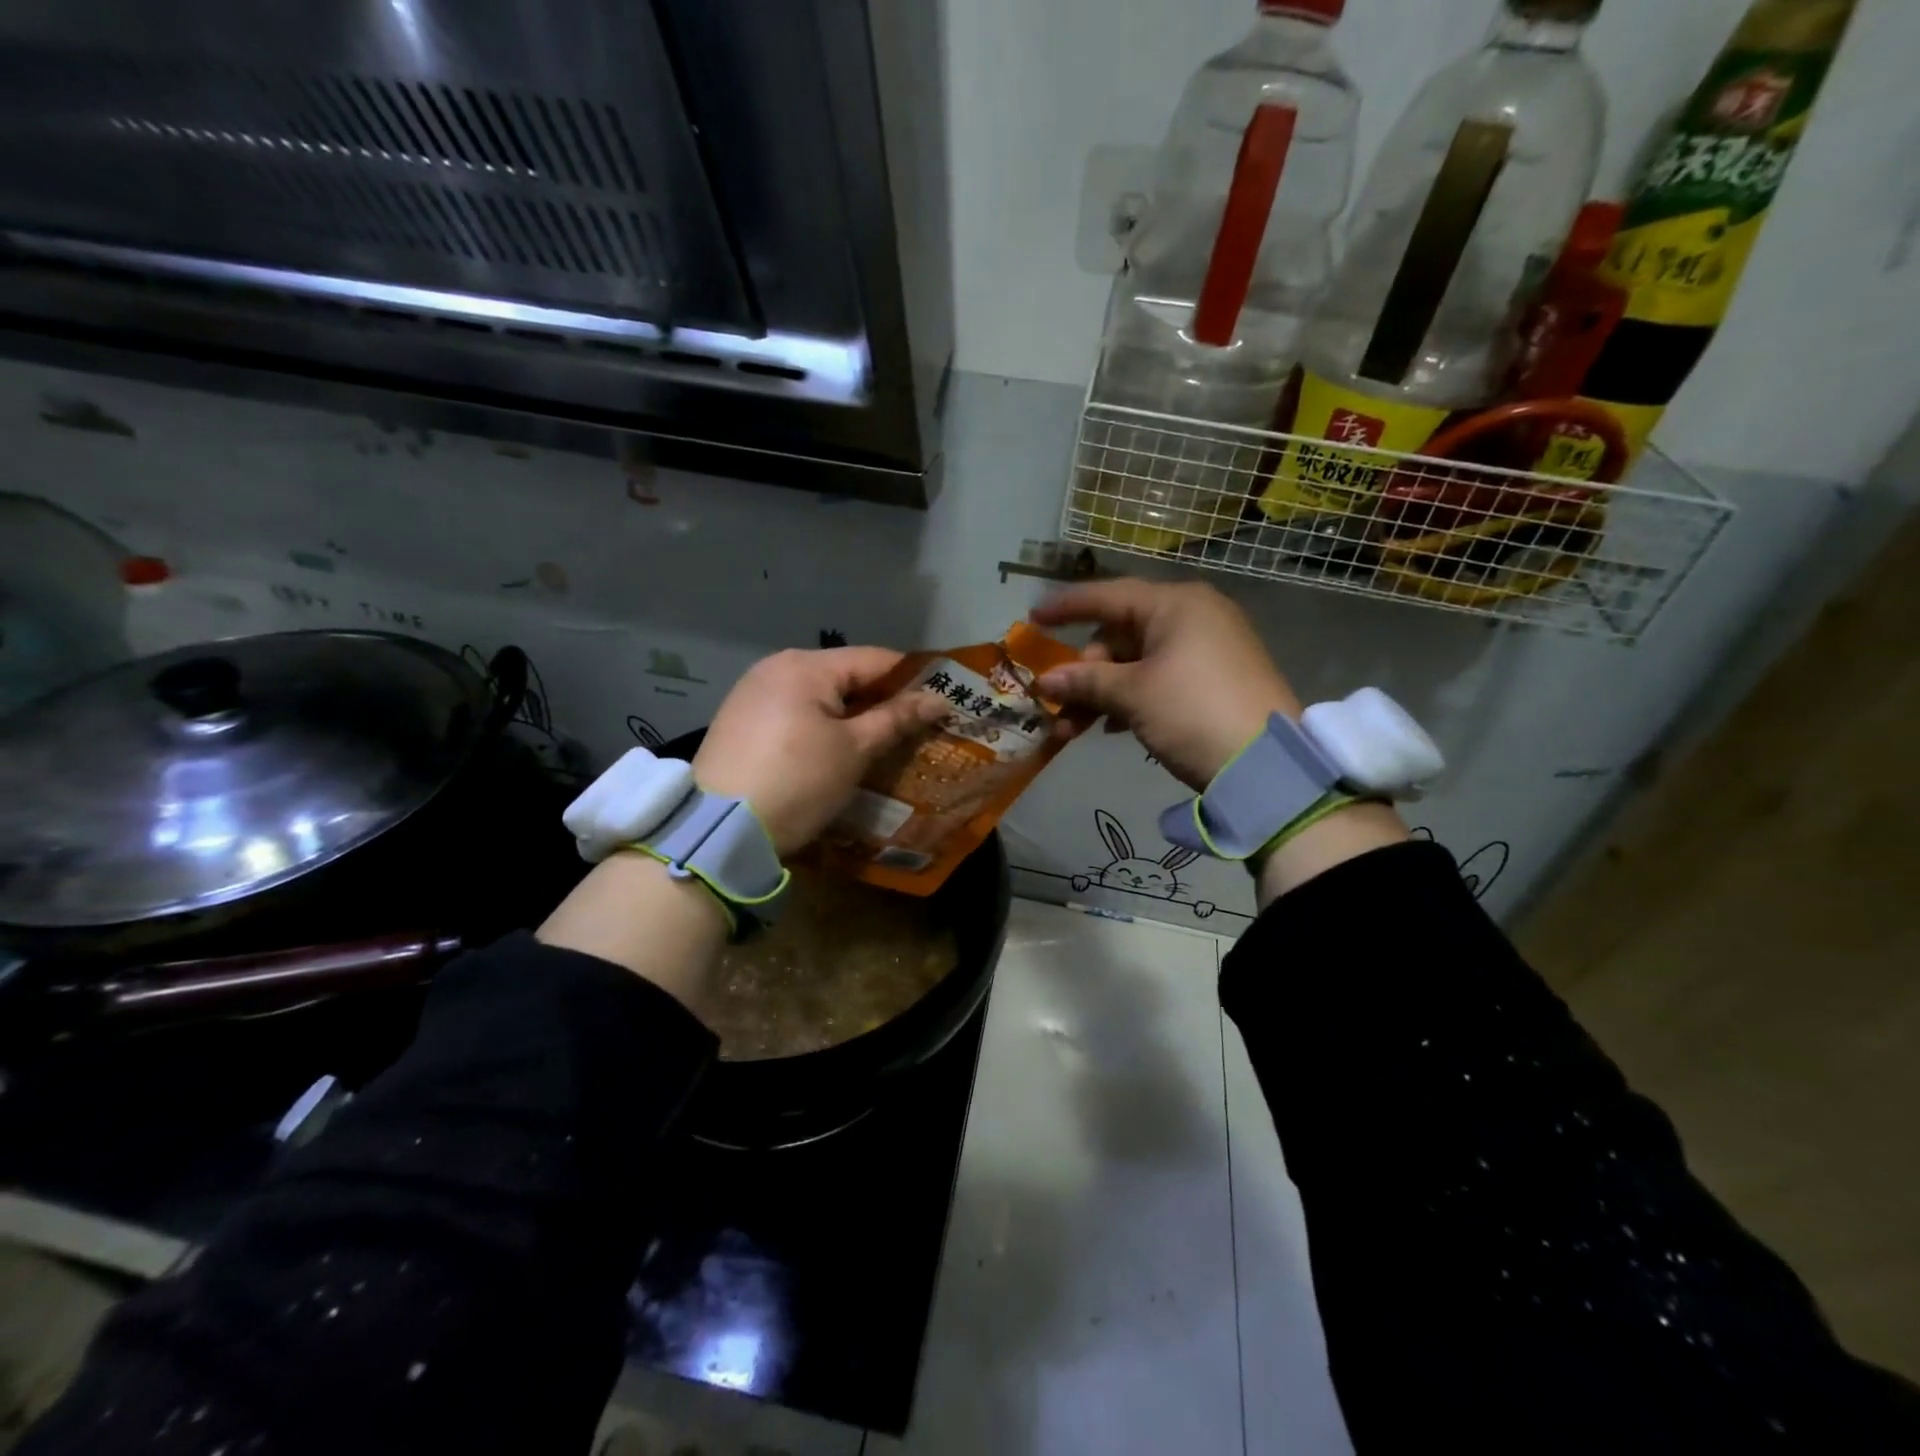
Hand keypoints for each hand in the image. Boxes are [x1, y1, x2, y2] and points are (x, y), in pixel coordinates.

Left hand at [692, 647, 946, 856]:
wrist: (718, 832)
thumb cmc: (797, 783)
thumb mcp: (853, 751)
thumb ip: (896, 719)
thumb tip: (938, 698)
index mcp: (806, 665)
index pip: (875, 660)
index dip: (913, 679)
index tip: (942, 701)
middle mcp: (776, 667)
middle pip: (845, 675)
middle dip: (881, 700)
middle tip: (915, 728)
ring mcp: (752, 692)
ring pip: (819, 695)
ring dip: (851, 715)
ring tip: (880, 743)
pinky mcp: (739, 719)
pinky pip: (794, 711)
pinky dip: (820, 725)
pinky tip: (834, 751)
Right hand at [1032, 579, 1300, 792]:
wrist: (1266, 766)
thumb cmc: (1192, 712)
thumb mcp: (1133, 695)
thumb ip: (1085, 681)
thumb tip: (1046, 682)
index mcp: (1176, 604)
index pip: (1108, 595)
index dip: (1067, 607)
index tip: (1032, 617)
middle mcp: (1195, 616)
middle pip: (1120, 634)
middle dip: (1084, 671)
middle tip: (1060, 705)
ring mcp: (1208, 648)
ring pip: (1137, 662)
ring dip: (1101, 693)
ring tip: (1075, 730)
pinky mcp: (1215, 679)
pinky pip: (1159, 678)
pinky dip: (1131, 698)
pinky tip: (1114, 729)